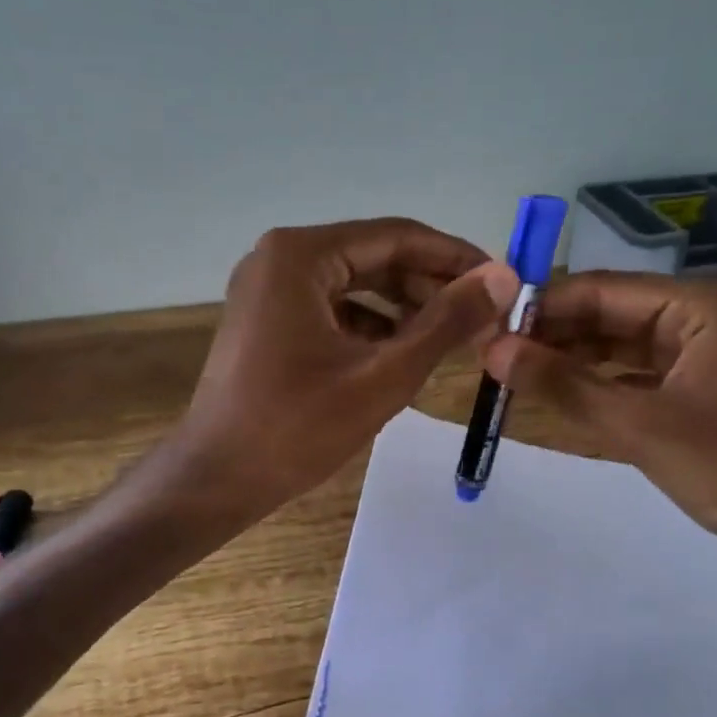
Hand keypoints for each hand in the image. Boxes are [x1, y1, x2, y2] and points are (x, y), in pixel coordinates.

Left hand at [175, 219, 519, 516]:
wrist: (214, 480)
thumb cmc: (296, 427)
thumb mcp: (383, 375)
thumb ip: (446, 322)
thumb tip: (502, 277)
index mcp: (301, 255)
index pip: (398, 237)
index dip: (456, 258)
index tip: (503, 282)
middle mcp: (281, 257)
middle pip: (376, 257)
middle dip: (431, 286)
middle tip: (483, 318)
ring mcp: (269, 288)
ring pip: (356, 284)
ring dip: (405, 308)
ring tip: (453, 338)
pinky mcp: (267, 319)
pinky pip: (333, 308)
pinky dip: (371, 326)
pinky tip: (404, 353)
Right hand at [483, 272, 716, 549]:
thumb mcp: (636, 424)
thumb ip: (561, 384)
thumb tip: (491, 350)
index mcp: (697, 305)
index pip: (601, 291)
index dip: (541, 306)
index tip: (486, 323)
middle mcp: (697, 315)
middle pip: (607, 313)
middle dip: (551, 332)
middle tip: (490, 350)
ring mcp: (696, 351)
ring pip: (615, 343)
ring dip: (567, 357)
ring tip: (509, 369)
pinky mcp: (692, 385)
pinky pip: (630, 371)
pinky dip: (593, 380)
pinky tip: (551, 389)